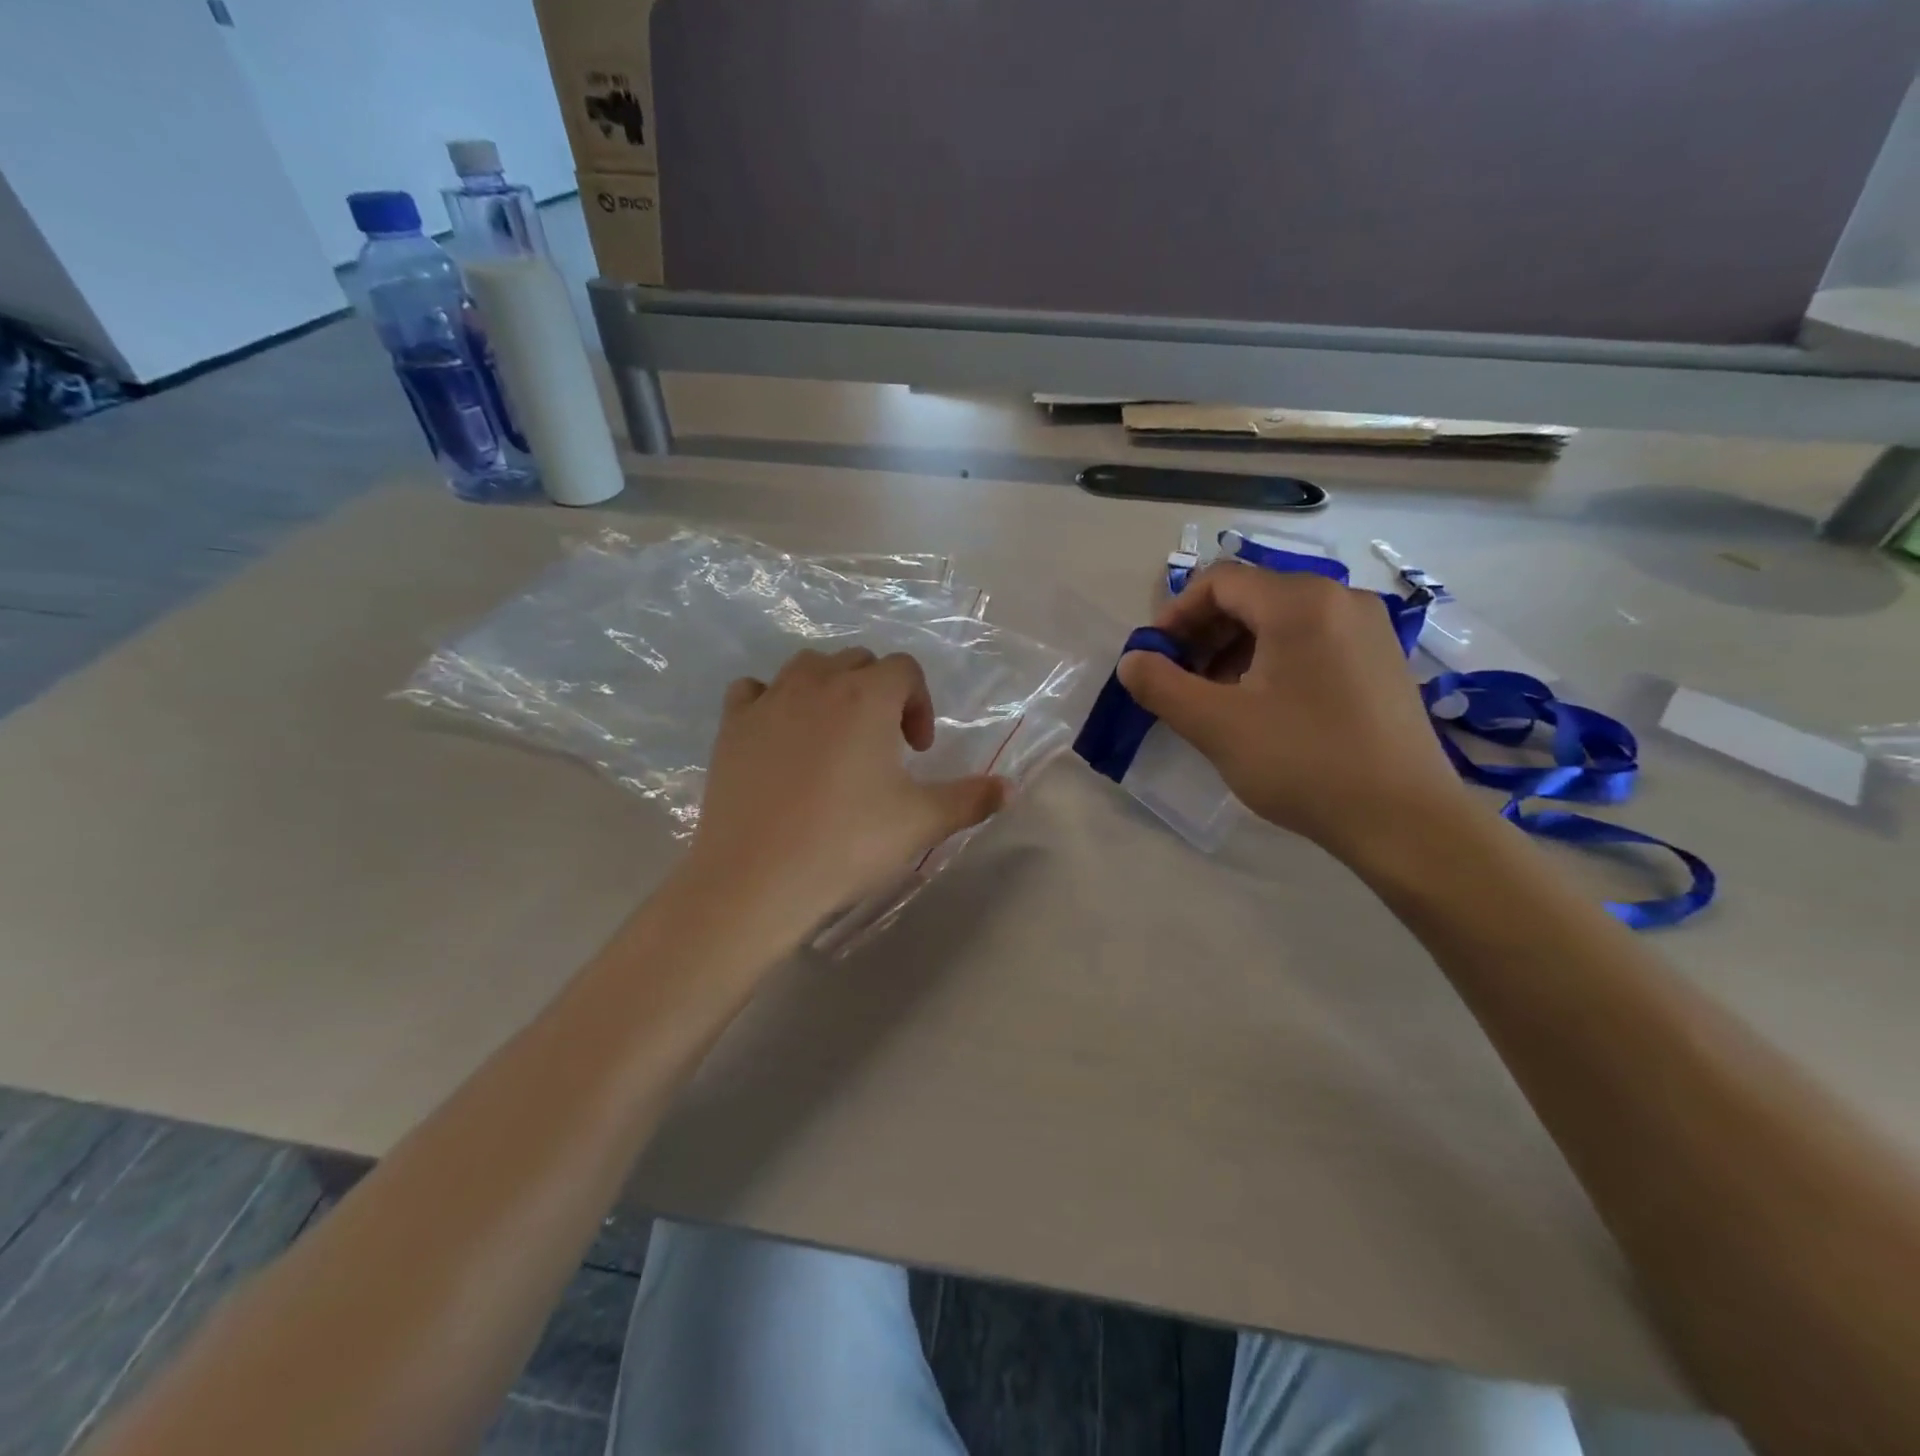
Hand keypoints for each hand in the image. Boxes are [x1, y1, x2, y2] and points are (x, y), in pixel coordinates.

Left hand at [683, 648, 1007, 942]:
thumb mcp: (921, 822)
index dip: (920, 703)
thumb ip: (971, 799)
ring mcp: (769, 700)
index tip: (918, 751)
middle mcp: (818, 683)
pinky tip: (780, 735)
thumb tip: (1009, 787)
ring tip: (835, 736)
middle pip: (858, 662)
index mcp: (868, 697)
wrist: (757, 877)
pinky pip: (754, 691)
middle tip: (883, 747)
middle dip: (880, 694)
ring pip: (807, 668)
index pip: (905, 669)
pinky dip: (772, 701)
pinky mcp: (732, 724)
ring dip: (830, 689)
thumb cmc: (847, 843)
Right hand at [1118, 562, 1471, 861]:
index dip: (1176, 615)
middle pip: (1252, 596)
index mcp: (1300, 601)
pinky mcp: (1383, 660)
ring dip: (1235, 649)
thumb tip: (1132, 661)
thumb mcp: (1216, 725)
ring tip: (1218, 699)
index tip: (1155, 658)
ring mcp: (1369, 629)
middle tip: (1180, 681)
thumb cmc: (1303, 762)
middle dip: (1204, 634)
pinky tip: (1264, 706)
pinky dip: (1274, 660)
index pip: (1219, 581)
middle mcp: (1340, 599)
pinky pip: (1313, 640)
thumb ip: (1161, 686)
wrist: (1405, 820)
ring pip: (1282, 620)